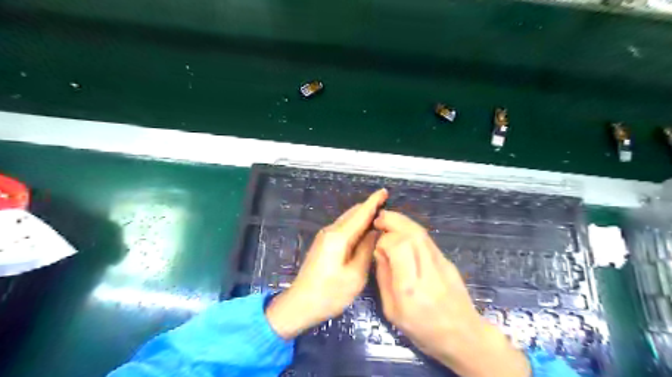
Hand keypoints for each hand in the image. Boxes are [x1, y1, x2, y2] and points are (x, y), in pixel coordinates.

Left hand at [265, 189, 385, 338]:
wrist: (300, 304)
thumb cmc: (329, 293)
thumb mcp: (355, 275)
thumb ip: (366, 250)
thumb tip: (375, 232)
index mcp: (339, 237)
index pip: (360, 214)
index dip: (373, 202)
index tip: (385, 191)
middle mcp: (330, 231)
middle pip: (353, 213)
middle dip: (370, 208)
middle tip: (388, 209)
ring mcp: (325, 237)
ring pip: (348, 220)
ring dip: (363, 217)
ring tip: (380, 218)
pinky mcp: (324, 244)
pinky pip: (343, 228)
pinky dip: (356, 226)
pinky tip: (365, 231)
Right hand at [372, 210, 530, 376]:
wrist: (463, 336)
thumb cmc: (423, 330)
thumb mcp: (392, 312)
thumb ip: (384, 278)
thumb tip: (379, 251)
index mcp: (410, 289)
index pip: (399, 247)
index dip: (385, 239)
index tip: (377, 245)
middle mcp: (428, 272)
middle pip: (412, 234)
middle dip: (393, 221)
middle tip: (378, 218)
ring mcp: (442, 264)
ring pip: (422, 233)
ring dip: (402, 221)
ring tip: (387, 218)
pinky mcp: (448, 261)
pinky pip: (427, 240)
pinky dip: (412, 229)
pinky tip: (402, 230)